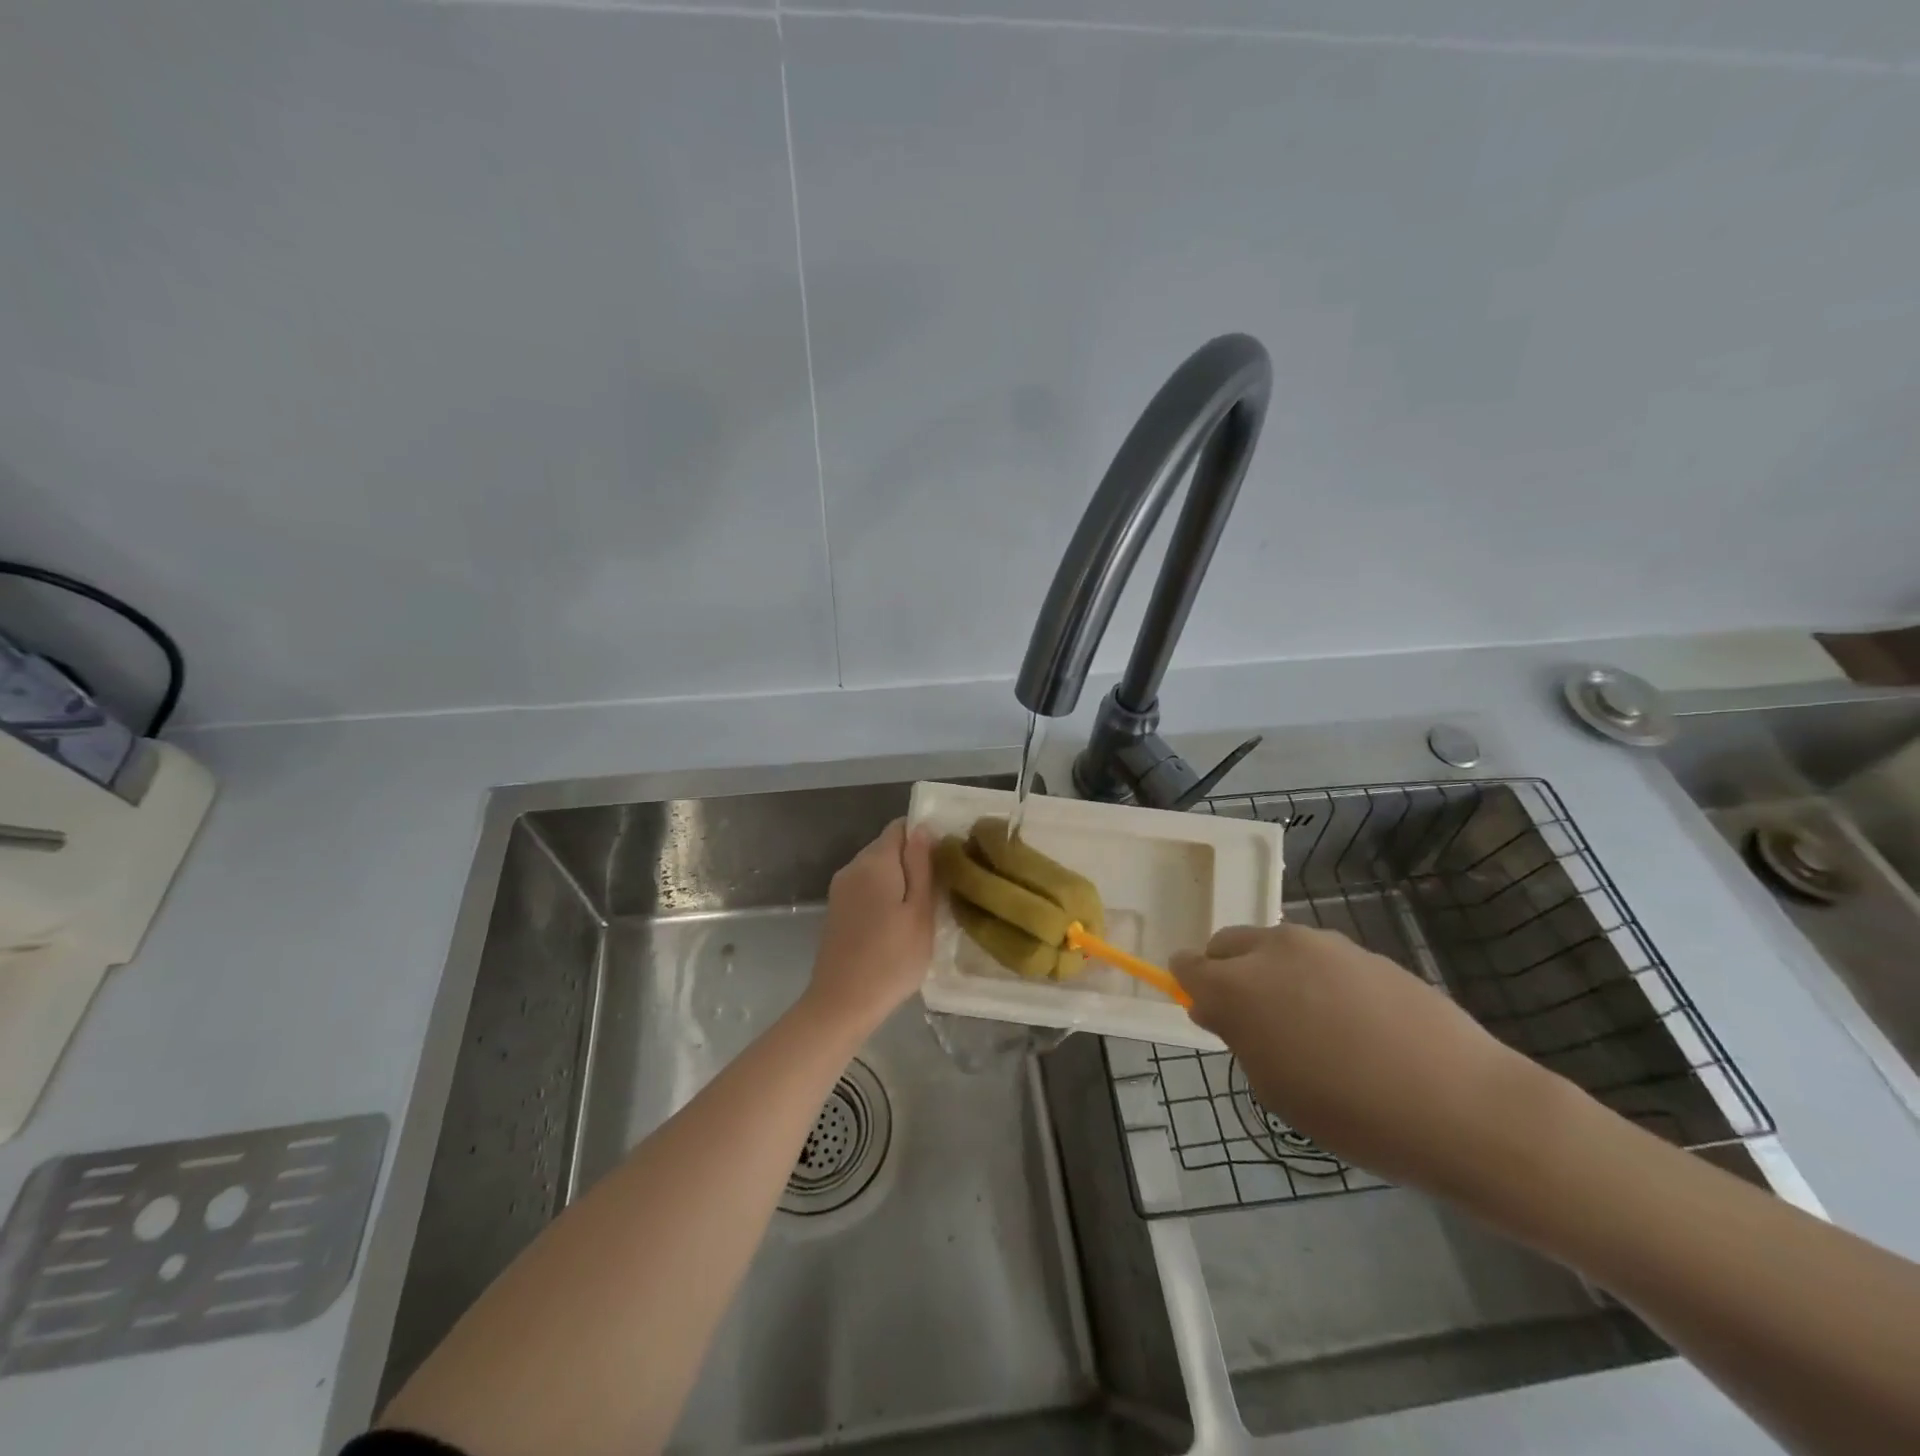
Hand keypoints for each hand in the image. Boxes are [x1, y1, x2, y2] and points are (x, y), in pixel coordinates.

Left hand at [804, 819, 935, 1034]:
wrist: (841, 1003)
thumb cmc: (891, 959)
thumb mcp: (920, 912)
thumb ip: (921, 866)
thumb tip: (922, 828)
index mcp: (874, 862)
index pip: (900, 827)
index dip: (924, 836)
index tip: (944, 860)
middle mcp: (852, 867)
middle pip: (887, 846)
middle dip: (912, 860)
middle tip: (939, 888)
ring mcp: (840, 889)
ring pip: (876, 869)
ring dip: (899, 880)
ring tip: (922, 908)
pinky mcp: (836, 910)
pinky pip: (865, 888)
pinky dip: (883, 895)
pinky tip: (897, 922)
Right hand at [1171, 923, 1550, 1196]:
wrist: (1461, 1104)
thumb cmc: (1352, 1113)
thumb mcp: (1275, 1088)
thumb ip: (1238, 1038)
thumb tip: (1218, 1008)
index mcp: (1237, 987)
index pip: (1188, 965)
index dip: (1189, 986)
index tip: (1207, 1012)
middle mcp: (1271, 950)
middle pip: (1226, 944)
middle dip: (1227, 972)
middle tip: (1255, 1020)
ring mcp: (1320, 943)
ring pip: (1273, 946)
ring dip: (1272, 972)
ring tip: (1310, 1023)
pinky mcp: (1361, 948)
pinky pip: (1317, 955)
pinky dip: (1315, 977)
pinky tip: (1353, 1022)